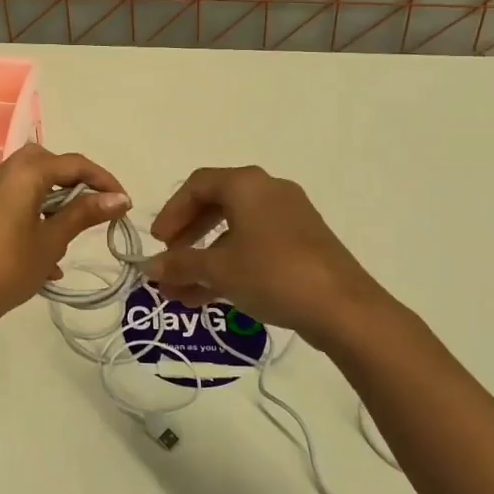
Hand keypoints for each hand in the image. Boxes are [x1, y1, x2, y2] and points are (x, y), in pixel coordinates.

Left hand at [0, 144, 131, 333]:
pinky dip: (35, 215)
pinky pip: (15, 200)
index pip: (73, 163)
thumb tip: (120, 198)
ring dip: (54, 201)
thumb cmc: (10, 267)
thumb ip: (84, 213)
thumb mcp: (53, 240)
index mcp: (23, 173)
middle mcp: (3, 172)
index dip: (102, 179)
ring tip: (71, 235)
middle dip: (74, 183)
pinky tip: (47, 258)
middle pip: (48, 164)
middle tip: (94, 207)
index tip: (124, 202)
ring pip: (30, 182)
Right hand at [145, 166, 401, 346]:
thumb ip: (180, 264)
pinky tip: (209, 297)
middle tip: (170, 261)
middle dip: (187, 236)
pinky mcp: (303, 244)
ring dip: (205, 259)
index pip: (197, 185)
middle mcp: (269, 191)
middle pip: (216, 205)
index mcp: (247, 184)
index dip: (172, 212)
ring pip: (235, 232)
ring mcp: (290, 218)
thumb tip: (148, 267)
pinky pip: (255, 246)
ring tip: (180, 292)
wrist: (344, 308)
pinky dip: (231, 265)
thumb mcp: (219, 270)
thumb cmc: (273, 274)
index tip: (158, 242)